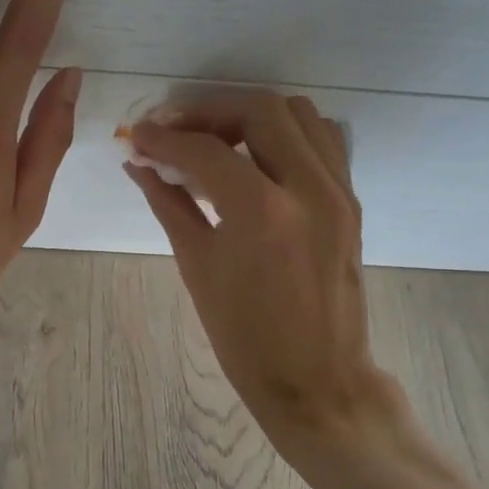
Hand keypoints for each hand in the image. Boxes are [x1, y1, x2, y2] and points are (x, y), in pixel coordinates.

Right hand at [127, 92, 407, 471]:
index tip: (137, 136)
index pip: (205, 151)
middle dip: (209, 111)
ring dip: (251, 115)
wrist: (316, 379)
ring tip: (216, 140)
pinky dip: (287, 133)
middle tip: (175, 130)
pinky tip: (258, 157)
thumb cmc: (245, 338)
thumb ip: (169, 204)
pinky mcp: (351, 201)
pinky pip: (324, 141)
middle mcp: (308, 188)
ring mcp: (338, 192)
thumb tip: (139, 165)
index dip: (163, 138)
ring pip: (299, 115)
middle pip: (260, 109)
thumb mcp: (197, 268)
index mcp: (262, 213)